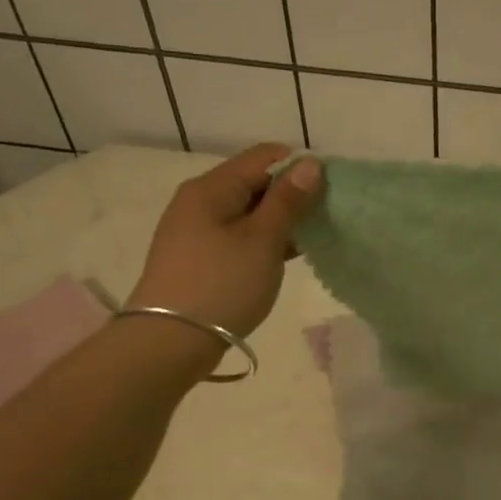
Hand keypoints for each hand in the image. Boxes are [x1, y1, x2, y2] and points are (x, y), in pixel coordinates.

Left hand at [127, 144, 323, 337]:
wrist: (169, 343)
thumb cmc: (221, 285)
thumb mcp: (262, 240)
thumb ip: (288, 200)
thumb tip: (310, 163)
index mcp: (212, 188)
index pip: (263, 156)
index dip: (299, 166)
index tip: (331, 188)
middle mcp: (200, 201)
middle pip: (255, 183)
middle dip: (292, 194)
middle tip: (327, 216)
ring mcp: (197, 231)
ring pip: (249, 212)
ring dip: (281, 220)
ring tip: (314, 237)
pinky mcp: (200, 258)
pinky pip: (239, 236)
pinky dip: (265, 241)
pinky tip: (288, 255)